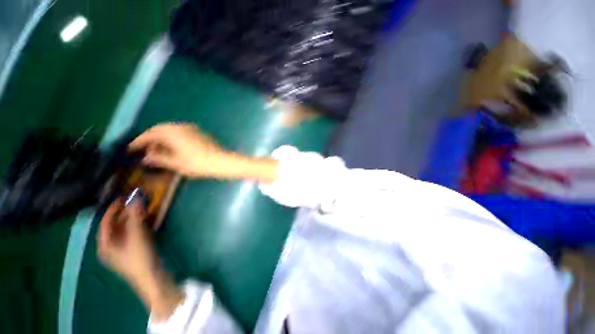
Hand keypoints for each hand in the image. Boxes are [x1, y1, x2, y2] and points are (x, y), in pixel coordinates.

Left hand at [97, 199, 183, 320]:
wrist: (151, 277)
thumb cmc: (139, 258)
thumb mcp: (137, 236)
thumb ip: (135, 217)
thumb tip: (136, 199)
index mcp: (105, 244)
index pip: (105, 222)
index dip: (113, 209)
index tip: (123, 198)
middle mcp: (111, 246)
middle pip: (116, 225)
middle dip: (126, 213)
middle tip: (137, 202)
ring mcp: (122, 249)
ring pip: (125, 229)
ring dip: (134, 218)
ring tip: (143, 208)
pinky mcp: (132, 251)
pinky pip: (133, 234)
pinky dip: (138, 225)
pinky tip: (147, 220)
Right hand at [129, 123, 229, 177]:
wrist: (222, 161)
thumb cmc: (198, 164)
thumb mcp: (176, 163)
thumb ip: (159, 159)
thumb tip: (146, 157)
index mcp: (172, 132)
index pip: (150, 134)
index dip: (139, 141)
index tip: (131, 148)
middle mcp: (180, 126)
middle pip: (160, 130)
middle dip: (151, 139)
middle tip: (144, 150)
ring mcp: (191, 128)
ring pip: (170, 130)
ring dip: (162, 138)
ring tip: (158, 151)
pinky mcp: (199, 132)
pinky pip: (180, 132)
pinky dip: (173, 138)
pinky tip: (173, 148)